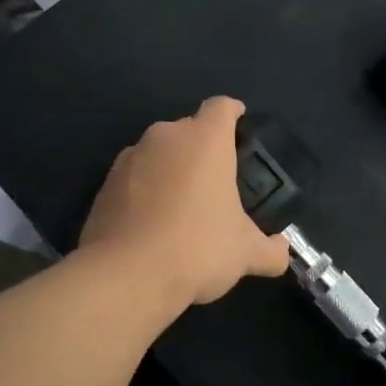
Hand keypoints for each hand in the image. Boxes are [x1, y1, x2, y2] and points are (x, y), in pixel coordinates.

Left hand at [79, 96, 289, 308]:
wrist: (126, 277)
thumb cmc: (198, 248)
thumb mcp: (246, 254)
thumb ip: (270, 250)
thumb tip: (282, 251)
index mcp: (205, 140)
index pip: (221, 107)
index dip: (233, 113)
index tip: (240, 124)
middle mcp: (165, 138)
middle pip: (189, 129)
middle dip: (203, 149)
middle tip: (217, 181)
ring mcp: (129, 159)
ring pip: (158, 153)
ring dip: (172, 170)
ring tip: (183, 205)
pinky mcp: (104, 185)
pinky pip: (134, 178)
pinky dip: (146, 191)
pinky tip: (154, 224)